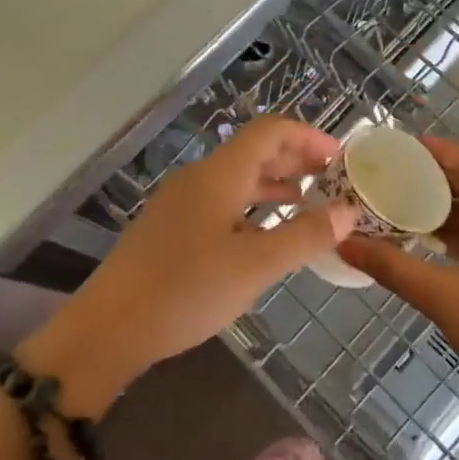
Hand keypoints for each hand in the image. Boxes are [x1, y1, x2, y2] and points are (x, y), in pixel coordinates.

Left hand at [20, 117, 355, 413]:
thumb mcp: (255, 266)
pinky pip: (221, 202)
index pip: (270, 132)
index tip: (341, 158)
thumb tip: (350, 212)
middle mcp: (200, 178)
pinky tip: (265, 236)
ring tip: (307, 204)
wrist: (108, 328)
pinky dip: (251, 208)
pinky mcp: (171, 228)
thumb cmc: (186, 289)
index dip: (308, 137)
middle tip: (332, 181)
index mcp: (220, 174)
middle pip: (254, 151)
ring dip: (274, 185)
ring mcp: (181, 203)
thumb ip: (305, 236)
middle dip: (296, 160)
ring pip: (237, 179)